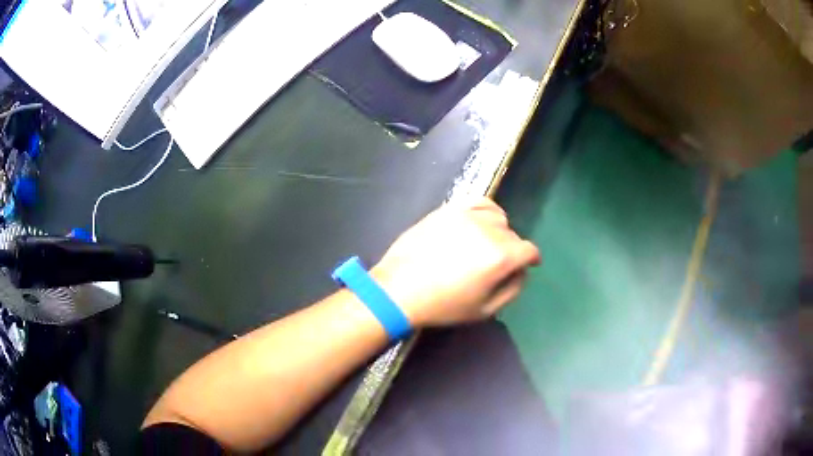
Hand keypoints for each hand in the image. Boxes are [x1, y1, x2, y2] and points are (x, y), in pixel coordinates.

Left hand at [372, 197, 539, 326]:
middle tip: (496, 265)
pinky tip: (480, 221)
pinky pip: (478, 201)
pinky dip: (486, 210)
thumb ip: (512, 289)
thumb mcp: (485, 310)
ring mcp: (467, 216)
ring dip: (498, 230)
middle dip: (511, 250)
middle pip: (512, 234)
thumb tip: (522, 272)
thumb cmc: (444, 305)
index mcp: (501, 256)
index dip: (531, 259)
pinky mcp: (449, 209)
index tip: (528, 264)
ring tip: (485, 243)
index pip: (529, 250)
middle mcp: (489, 230)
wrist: (400, 289)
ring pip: (497, 217)